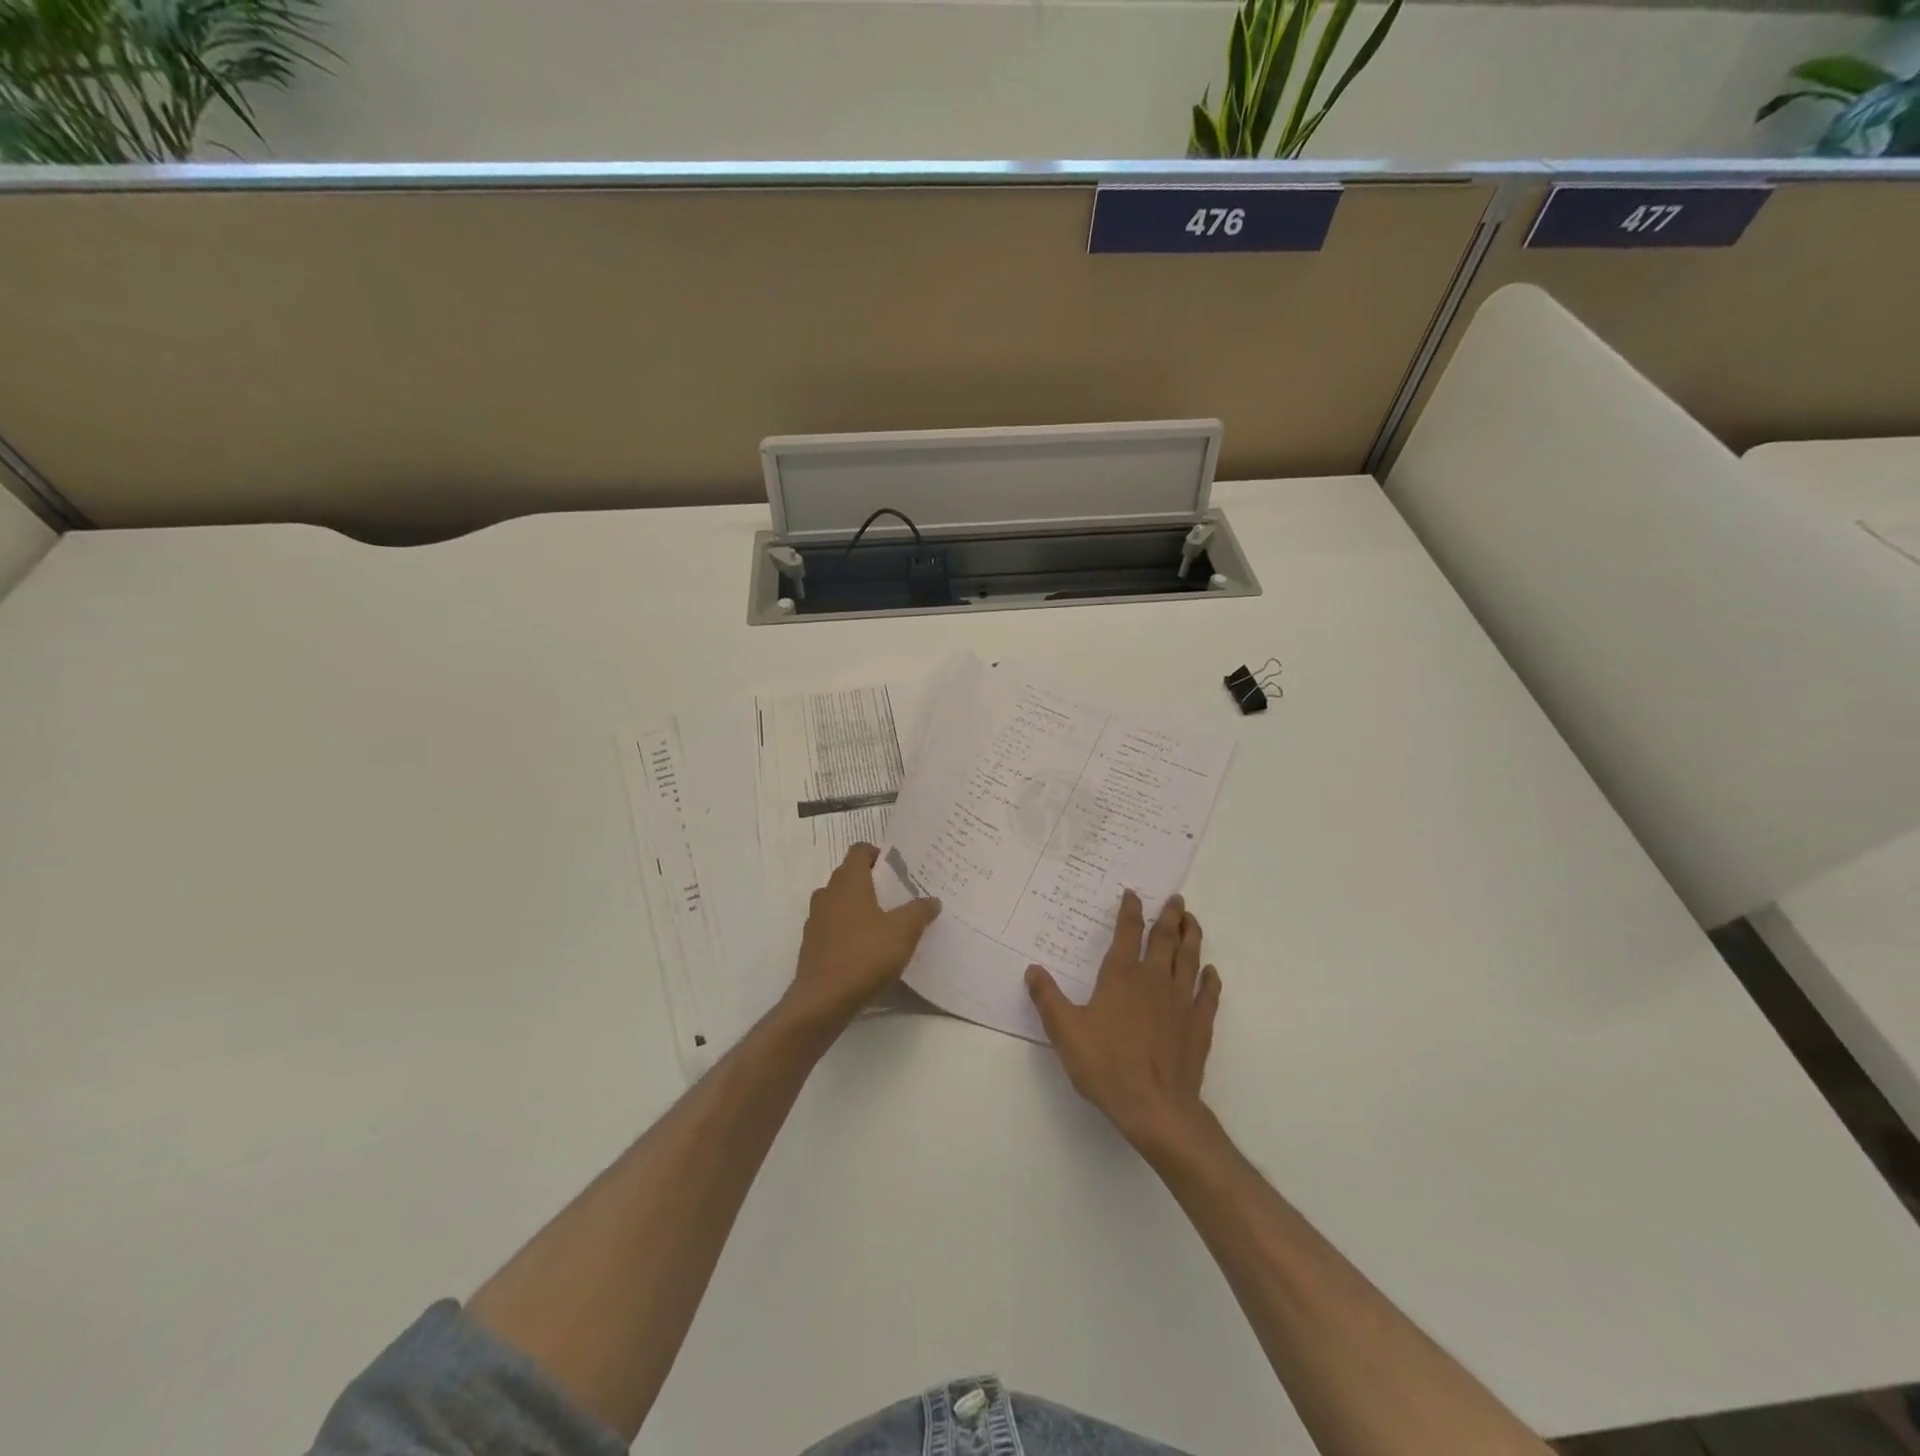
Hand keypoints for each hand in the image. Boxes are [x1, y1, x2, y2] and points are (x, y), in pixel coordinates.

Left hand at [783, 843, 942, 1034]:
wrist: (822, 1001)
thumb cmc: (864, 956)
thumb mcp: (903, 932)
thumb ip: (919, 911)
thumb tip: (932, 900)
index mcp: (848, 882)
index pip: (859, 850)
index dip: (879, 854)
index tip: (898, 870)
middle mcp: (828, 894)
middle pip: (850, 875)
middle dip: (873, 882)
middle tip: (899, 895)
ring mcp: (816, 920)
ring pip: (840, 902)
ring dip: (860, 906)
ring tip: (886, 922)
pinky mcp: (812, 945)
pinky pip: (834, 926)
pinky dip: (849, 929)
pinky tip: (868, 949)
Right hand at [1026, 890, 1221, 1152]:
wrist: (1155, 1106)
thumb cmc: (1106, 1065)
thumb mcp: (1065, 1031)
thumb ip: (1048, 998)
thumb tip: (1032, 970)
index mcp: (1121, 976)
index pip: (1127, 933)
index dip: (1129, 911)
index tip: (1132, 894)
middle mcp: (1154, 980)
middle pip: (1165, 939)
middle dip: (1169, 916)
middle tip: (1176, 898)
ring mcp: (1181, 1002)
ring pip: (1189, 959)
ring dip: (1191, 937)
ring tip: (1192, 921)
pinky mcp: (1199, 1025)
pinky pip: (1208, 995)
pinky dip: (1210, 980)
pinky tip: (1211, 972)